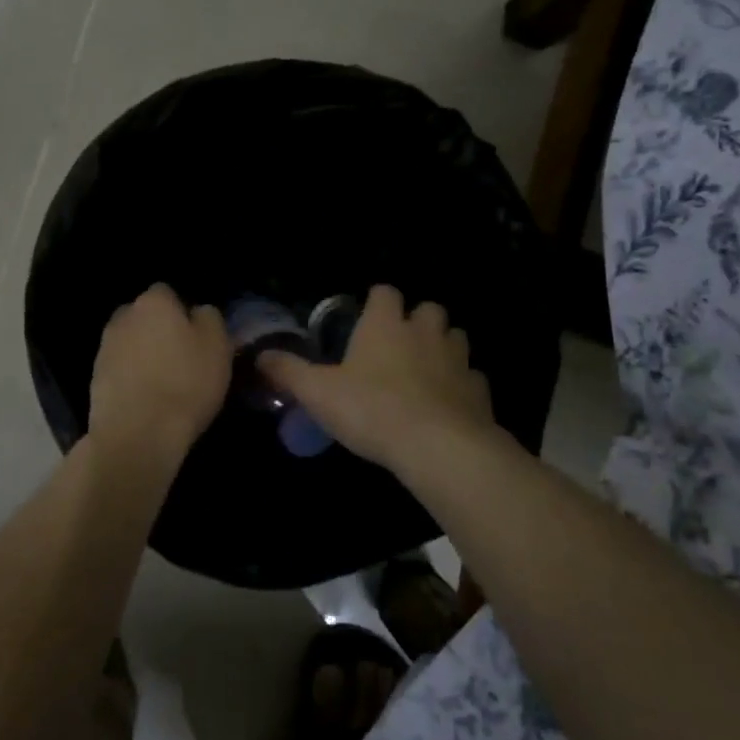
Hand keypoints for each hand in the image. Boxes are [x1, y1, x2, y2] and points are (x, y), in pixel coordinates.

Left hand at [88, 284, 230, 466]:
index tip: (196, 336)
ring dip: (143, 354)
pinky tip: (146, 399)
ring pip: (131, 342)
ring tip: (164, 382)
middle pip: (145, 316)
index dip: (182, 312)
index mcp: (154, 302)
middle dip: (159, 330)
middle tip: (181, 357)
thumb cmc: (185, 383)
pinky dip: (131, 377)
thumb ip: (209, 318)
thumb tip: (197, 312)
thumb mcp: (217, 346)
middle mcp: (124, 316)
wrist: (137, 434)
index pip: (168, 293)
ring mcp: (105, 347)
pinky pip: (120, 368)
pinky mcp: (95, 377)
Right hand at [260, 284, 495, 473]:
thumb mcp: (317, 392)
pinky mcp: (479, 391)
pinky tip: (449, 403)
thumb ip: (288, 372)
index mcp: (384, 325)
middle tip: (399, 344)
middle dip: (417, 320)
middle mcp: (424, 333)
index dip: (376, 301)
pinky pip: (472, 378)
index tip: (366, 317)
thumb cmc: (371, 409)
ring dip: (442, 347)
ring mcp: (457, 360)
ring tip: (426, 370)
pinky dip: (462, 385)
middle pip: (428, 309)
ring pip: (456, 338)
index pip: (384, 292)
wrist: (438, 447)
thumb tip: (260, 356)